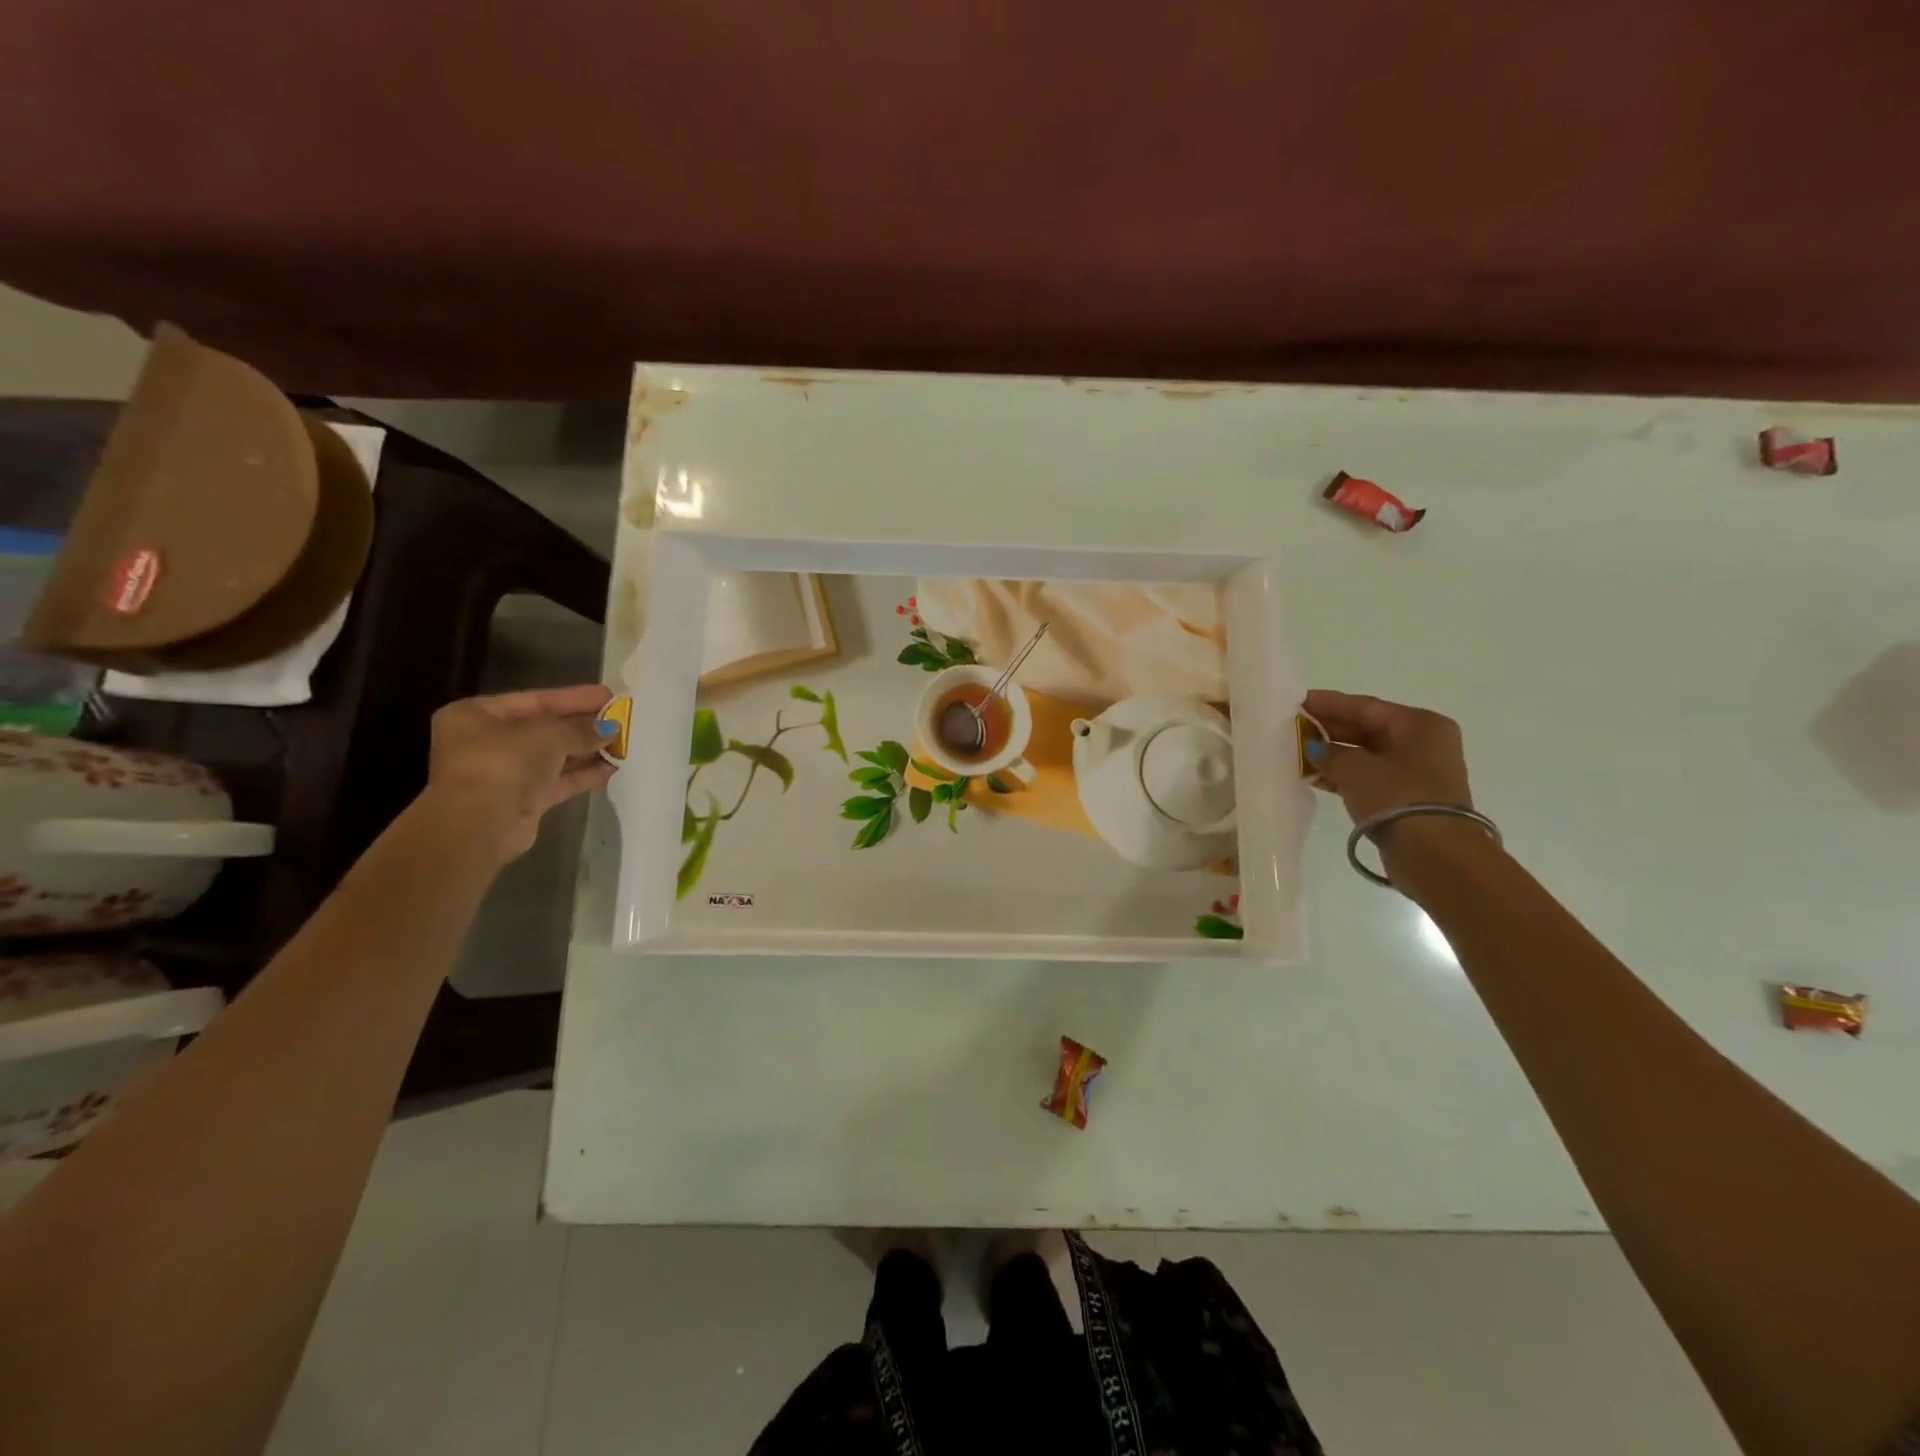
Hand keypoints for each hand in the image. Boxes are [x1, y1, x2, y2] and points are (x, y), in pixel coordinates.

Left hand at [421, 685, 616, 862]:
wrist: (479, 827)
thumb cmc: (504, 764)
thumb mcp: (548, 735)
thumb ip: (581, 729)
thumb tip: (611, 728)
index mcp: (478, 715)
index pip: (536, 700)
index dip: (575, 698)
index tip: (609, 695)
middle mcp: (488, 741)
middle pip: (545, 728)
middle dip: (584, 725)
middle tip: (622, 719)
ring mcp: (505, 772)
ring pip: (554, 756)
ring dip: (588, 750)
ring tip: (624, 743)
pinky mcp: (522, 799)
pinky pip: (558, 780)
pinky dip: (583, 773)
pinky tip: (613, 768)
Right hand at [1302, 689, 1472, 827]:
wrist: (1434, 854)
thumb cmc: (1397, 797)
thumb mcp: (1355, 768)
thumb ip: (1330, 752)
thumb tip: (1315, 748)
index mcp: (1420, 724)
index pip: (1365, 706)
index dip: (1328, 703)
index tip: (1296, 701)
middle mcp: (1424, 743)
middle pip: (1368, 728)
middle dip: (1330, 729)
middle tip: (1293, 727)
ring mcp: (1418, 772)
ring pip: (1367, 754)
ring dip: (1334, 754)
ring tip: (1297, 752)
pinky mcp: (1408, 798)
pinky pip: (1370, 777)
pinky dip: (1344, 775)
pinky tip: (1315, 777)